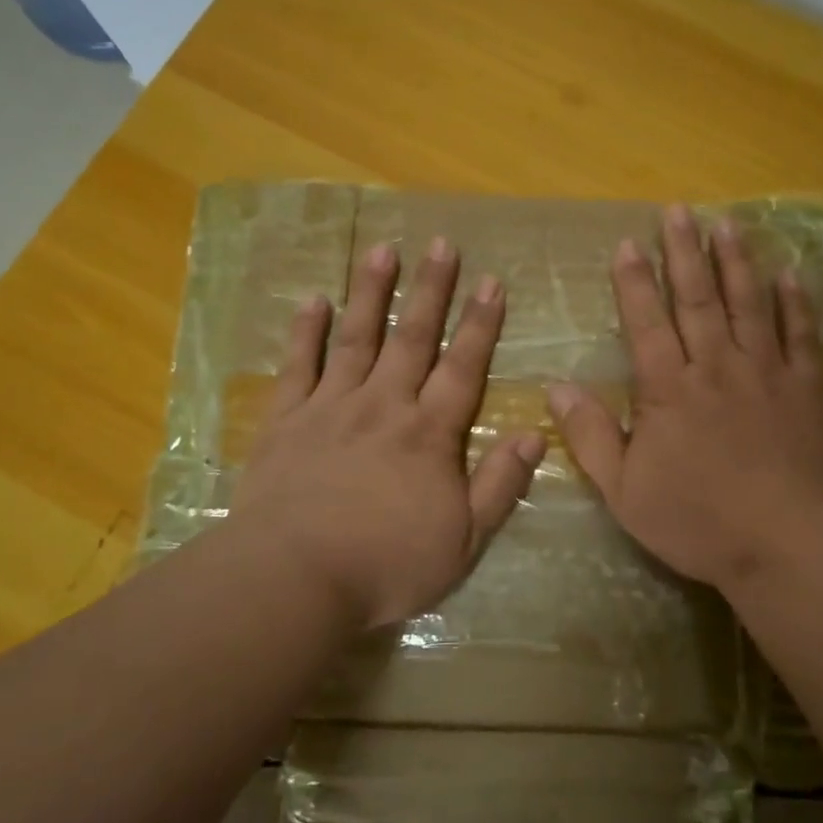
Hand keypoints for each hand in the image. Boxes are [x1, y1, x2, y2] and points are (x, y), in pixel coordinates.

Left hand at [225, 238, 546, 631]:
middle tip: (441, 244)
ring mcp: (331, 407)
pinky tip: (314, 300)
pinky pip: (298, 366)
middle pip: (413, 338)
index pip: (463, 367)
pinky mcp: (286, 421)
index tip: (491, 282)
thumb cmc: (386, 564)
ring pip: (357, 338)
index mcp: (429, 433)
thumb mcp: (463, 539)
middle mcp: (384, 405)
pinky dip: (306, 332)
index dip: (480, 324)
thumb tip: (535, 434)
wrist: (294, 578)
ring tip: (383, 250)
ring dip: (372, 292)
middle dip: (431, 290)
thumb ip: (500, 484)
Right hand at [547, 204, 822, 595]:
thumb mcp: (626, 491)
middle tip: (678, 211)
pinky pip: (801, 335)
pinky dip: (795, 303)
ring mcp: (767, 372)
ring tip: (727, 223)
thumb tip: (557, 386)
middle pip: (697, 299)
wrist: (788, 545)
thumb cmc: (700, 522)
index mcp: (670, 389)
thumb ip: (591, 436)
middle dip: (684, 252)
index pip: (647, 322)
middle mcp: (717, 366)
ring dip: (735, 262)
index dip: (635, 281)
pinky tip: (789, 275)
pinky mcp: (808, 388)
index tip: (629, 243)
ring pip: (748, 304)